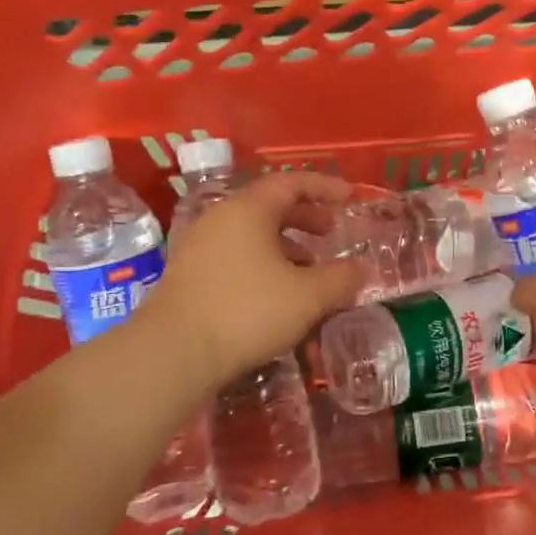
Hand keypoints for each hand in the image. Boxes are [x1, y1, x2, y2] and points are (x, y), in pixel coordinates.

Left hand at [149, 170, 363, 384]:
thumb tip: (362, 269)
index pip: (292, 182)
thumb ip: (342, 278)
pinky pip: (235, 254)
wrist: (173, 352)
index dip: (325, 187)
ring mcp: (199, 245)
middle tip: (331, 234)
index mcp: (249, 209)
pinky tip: (276, 293)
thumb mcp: (308, 296)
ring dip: (285, 244)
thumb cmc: (247, 311)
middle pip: (270, 205)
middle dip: (305, 217)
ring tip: (309, 270)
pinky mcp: (188, 273)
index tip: (350, 197)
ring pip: (251, 232)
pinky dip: (262, 262)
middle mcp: (221, 217)